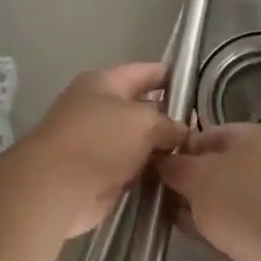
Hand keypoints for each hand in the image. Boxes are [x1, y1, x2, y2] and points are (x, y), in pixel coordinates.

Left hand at [10, 64, 186, 237]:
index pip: (144, 72)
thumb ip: (168, 123)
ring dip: (161, 149)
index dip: (171, 75)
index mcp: (103, 83)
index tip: (198, 84)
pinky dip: (150, 172)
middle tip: (204, 127)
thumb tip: (182, 132)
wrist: (56, 188)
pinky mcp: (99, 174)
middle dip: (170, 117)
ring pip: (139, 142)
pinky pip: (133, 168)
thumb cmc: (99, 140)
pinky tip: (176, 176)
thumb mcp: (143, 121)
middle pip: (142, 109)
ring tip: (196, 154)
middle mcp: (98, 109)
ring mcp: (98, 143)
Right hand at [158, 123, 260, 260]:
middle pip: (219, 168)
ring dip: (197, 206)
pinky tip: (188, 233)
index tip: (159, 164)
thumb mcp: (195, 175)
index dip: (184, 147)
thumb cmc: (237, 199)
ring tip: (166, 213)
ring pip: (223, 199)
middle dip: (188, 180)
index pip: (213, 134)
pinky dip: (210, 227)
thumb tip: (159, 161)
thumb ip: (173, 165)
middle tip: (159, 191)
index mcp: (259, 138)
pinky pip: (230, 224)